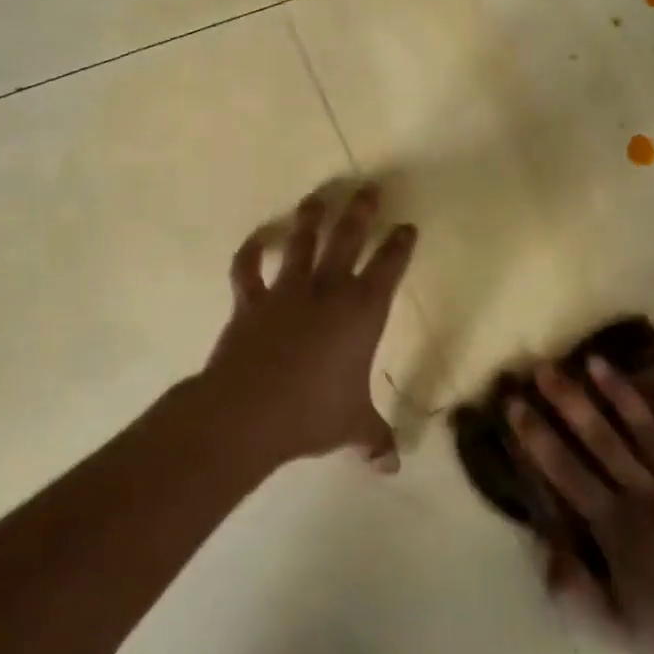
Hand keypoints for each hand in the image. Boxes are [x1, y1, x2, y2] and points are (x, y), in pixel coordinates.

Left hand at [201, 184, 417, 469]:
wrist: (249, 411)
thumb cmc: (313, 413)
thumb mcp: (352, 427)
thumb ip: (374, 439)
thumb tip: (392, 466)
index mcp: (362, 313)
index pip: (389, 268)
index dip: (400, 245)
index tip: (406, 227)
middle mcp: (327, 291)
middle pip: (347, 240)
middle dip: (360, 212)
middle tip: (368, 188)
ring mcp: (285, 292)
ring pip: (301, 243)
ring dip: (310, 218)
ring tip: (317, 197)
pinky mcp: (250, 301)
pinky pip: (247, 269)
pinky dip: (250, 252)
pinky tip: (256, 238)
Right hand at [511, 358, 653, 653]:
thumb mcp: (617, 629)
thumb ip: (575, 589)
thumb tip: (544, 547)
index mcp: (615, 525)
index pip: (564, 470)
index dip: (536, 435)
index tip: (514, 403)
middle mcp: (644, 493)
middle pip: (599, 437)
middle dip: (568, 400)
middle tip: (544, 368)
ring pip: (644, 429)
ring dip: (619, 392)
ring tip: (597, 360)